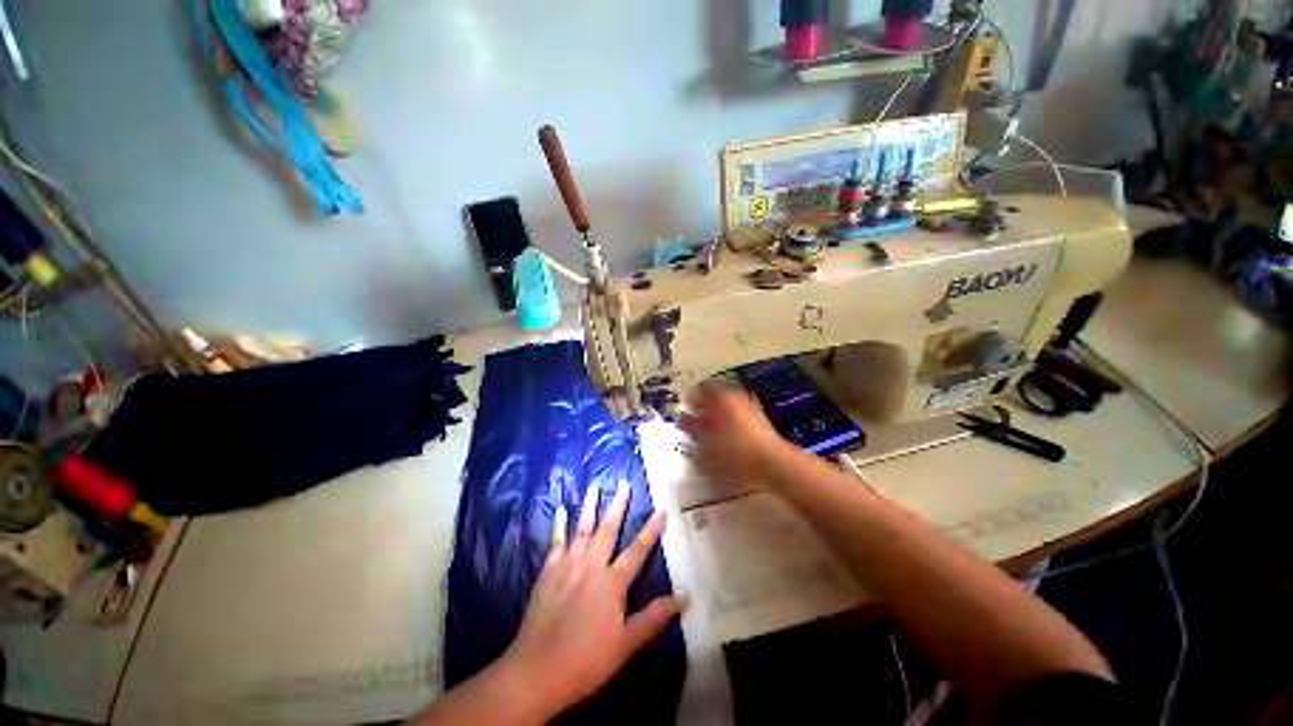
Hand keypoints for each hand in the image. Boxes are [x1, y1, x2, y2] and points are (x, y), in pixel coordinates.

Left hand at [499, 482, 686, 718]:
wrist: (537, 672)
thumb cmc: (586, 660)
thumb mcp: (626, 644)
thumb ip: (654, 617)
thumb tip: (685, 598)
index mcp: (612, 582)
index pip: (637, 550)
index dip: (651, 530)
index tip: (661, 509)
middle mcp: (591, 565)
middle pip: (608, 529)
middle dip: (618, 505)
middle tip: (624, 483)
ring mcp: (567, 565)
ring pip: (582, 529)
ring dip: (589, 506)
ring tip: (595, 486)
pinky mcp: (548, 571)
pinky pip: (556, 542)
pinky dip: (558, 524)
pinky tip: (560, 509)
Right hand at [680, 386, 789, 483]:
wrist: (772, 460)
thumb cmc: (734, 449)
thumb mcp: (707, 440)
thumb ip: (692, 427)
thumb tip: (683, 419)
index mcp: (721, 396)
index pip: (700, 390)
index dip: (690, 400)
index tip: (684, 411)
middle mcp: (735, 395)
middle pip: (714, 397)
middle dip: (703, 408)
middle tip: (693, 421)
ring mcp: (749, 405)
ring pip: (726, 406)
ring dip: (715, 415)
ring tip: (707, 431)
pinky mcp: (759, 418)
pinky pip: (737, 414)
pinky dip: (728, 421)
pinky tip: (725, 436)